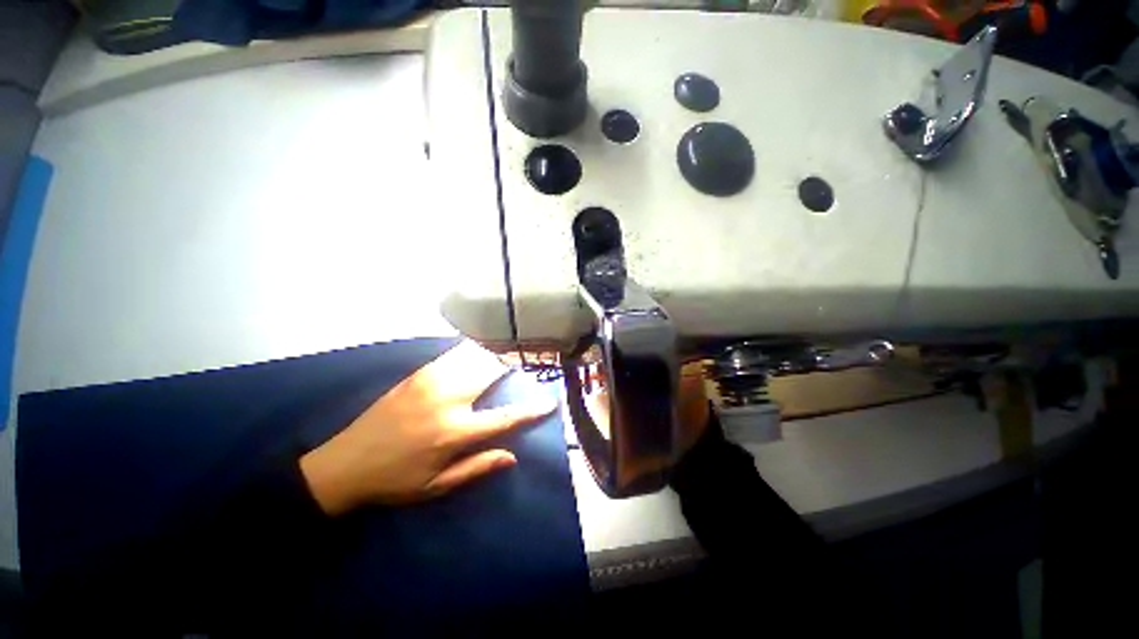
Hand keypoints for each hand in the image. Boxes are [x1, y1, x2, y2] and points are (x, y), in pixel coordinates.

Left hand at [299, 341, 556, 515]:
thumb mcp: (435, 487)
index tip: (550, 403)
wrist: (343, 463)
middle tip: (530, 361)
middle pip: (491, 373)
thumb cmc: (394, 481)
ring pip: (474, 357)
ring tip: (510, 350)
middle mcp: (447, 400)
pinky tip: (481, 348)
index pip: (504, 418)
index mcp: (453, 432)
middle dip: (514, 365)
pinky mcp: (419, 374)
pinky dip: (473, 350)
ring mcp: (431, 382)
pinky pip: (454, 354)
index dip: (531, 410)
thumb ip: (476, 468)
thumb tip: (513, 456)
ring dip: (495, 353)